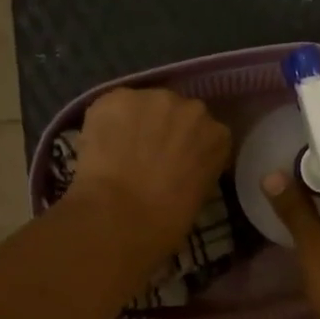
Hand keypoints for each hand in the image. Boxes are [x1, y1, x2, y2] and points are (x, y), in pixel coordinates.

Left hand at [68, 87, 231, 264]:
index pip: (207, 134)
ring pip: (144, 106)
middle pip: (177, 113)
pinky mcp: (118, 97)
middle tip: (148, 157)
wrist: (121, 215)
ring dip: (136, 123)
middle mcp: (192, 109)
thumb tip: (179, 166)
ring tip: (120, 151)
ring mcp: (154, 99)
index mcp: (218, 136)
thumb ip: (196, 169)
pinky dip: (107, 123)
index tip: (178, 163)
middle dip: (165, 130)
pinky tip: (101, 147)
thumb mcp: (198, 196)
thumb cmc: (167, 221)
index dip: (189, 147)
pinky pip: (113, 108)